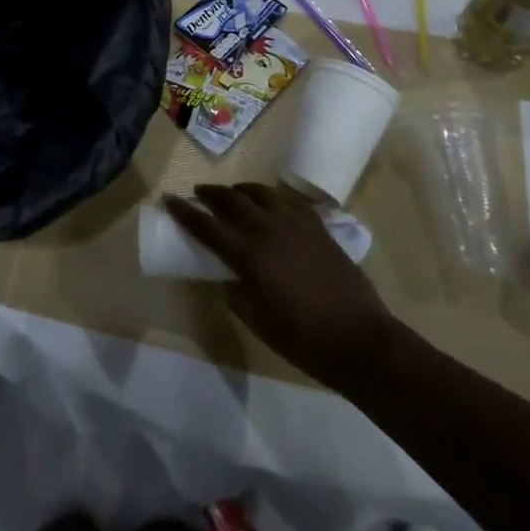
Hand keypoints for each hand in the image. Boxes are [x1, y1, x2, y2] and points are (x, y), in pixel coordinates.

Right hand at [164, 183, 398, 387]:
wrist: (360, 339)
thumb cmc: (303, 339)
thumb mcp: (258, 323)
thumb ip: (237, 294)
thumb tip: (229, 279)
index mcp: (248, 256)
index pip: (207, 226)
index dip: (185, 212)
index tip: (169, 199)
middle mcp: (267, 230)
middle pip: (231, 200)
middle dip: (211, 194)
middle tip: (199, 193)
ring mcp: (294, 223)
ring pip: (260, 192)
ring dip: (240, 190)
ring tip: (233, 195)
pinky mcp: (316, 225)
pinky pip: (287, 200)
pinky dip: (272, 197)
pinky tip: (270, 203)